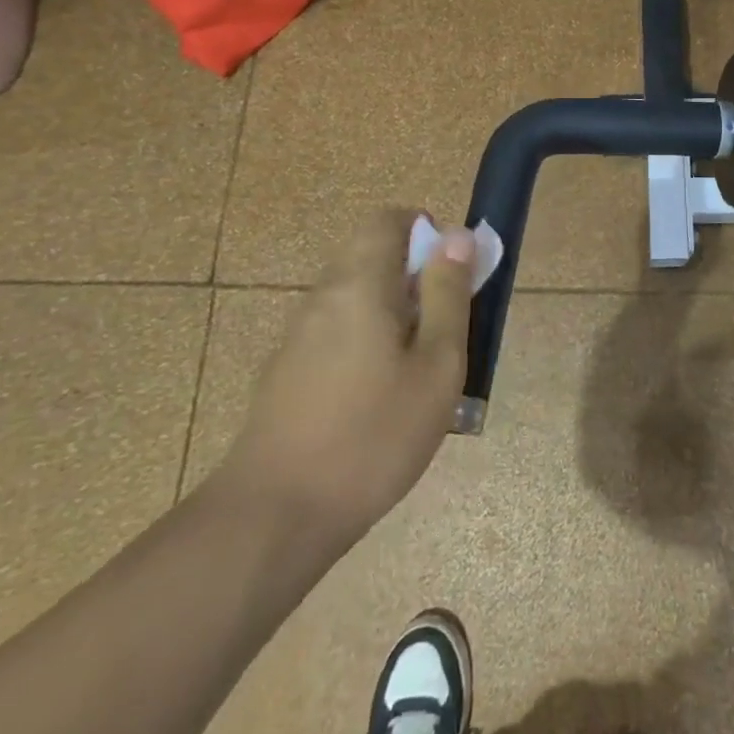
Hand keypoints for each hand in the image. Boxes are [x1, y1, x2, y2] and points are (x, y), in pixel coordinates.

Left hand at [218, 209, 475, 541]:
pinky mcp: (286, 369)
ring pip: (356, 296)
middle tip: (443, 330)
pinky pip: (337, 330)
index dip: (427, 233)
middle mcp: (323, 295)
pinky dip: (366, 341)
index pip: (388, 219)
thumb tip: (457, 234)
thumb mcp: (437, 363)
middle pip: (372, 256)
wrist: (276, 514)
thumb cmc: (373, 434)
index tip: (452, 276)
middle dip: (415, 278)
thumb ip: (448, 293)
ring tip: (417, 372)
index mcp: (360, 283)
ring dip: (392, 313)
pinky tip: (378, 400)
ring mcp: (298, 333)